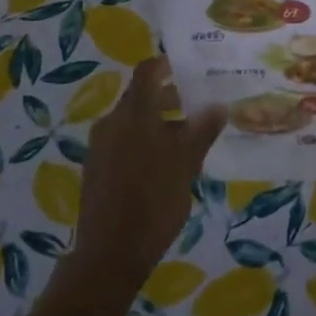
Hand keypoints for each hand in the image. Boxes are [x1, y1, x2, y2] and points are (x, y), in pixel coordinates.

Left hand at [75, 58, 226, 280]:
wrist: (110, 252)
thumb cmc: (154, 201)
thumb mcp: (186, 164)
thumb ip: (202, 131)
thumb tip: (218, 104)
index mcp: (134, 115)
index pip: (147, 72)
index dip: (165, 63)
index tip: (187, 66)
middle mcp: (112, 123)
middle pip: (141, 98)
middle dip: (170, 98)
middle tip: (199, 106)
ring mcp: (100, 146)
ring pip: (133, 122)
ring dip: (159, 123)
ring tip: (188, 140)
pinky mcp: (96, 168)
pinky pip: (123, 142)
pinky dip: (145, 141)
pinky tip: (165, 164)